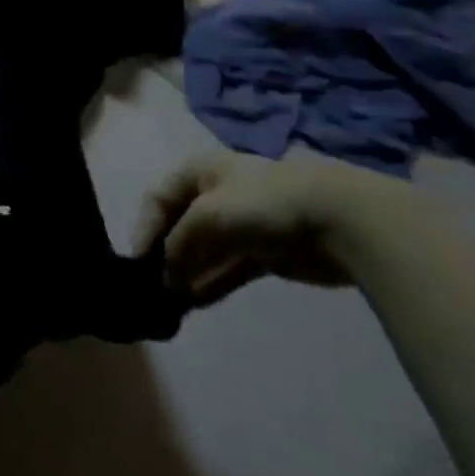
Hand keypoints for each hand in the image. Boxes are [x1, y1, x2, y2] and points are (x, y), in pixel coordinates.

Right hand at [137, 152, 379, 305]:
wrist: (336, 219)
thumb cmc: (262, 203)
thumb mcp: (206, 215)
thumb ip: (178, 244)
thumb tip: (165, 275)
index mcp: (201, 172)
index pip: (160, 197)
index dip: (145, 226)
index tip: (138, 260)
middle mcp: (217, 195)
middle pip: (180, 226)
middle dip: (166, 254)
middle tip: (152, 286)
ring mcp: (242, 225)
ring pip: (204, 252)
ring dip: (187, 274)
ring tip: (170, 301)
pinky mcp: (264, 254)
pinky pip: (227, 269)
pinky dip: (210, 284)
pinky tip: (193, 304)